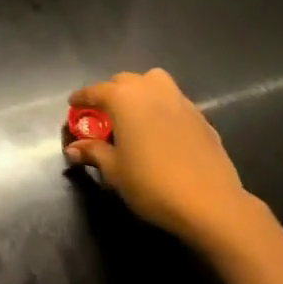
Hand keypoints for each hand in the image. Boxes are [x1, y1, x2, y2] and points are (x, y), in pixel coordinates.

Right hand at [65, 69, 252, 246]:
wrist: (210, 202)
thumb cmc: (152, 183)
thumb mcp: (115, 171)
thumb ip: (94, 152)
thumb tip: (74, 148)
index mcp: (124, 98)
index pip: (95, 91)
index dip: (81, 98)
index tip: (72, 105)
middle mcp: (151, 90)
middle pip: (125, 81)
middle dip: (111, 92)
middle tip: (103, 114)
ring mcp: (180, 100)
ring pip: (154, 83)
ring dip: (140, 92)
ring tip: (134, 115)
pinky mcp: (201, 117)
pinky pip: (174, 103)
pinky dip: (162, 109)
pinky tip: (161, 132)